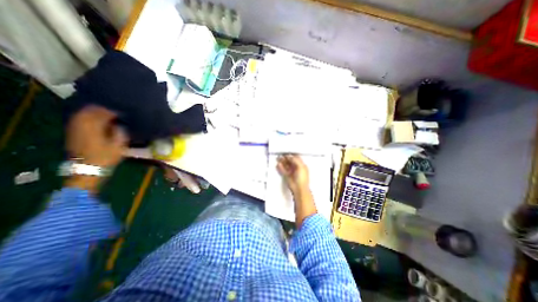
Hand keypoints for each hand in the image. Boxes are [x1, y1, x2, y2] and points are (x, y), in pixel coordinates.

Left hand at [65, 104, 125, 167]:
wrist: (87, 169)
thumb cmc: (106, 157)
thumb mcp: (119, 146)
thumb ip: (120, 133)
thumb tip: (121, 124)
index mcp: (94, 128)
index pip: (103, 114)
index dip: (113, 111)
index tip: (122, 112)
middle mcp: (82, 126)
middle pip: (90, 111)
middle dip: (102, 109)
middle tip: (114, 110)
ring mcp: (75, 129)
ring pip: (82, 114)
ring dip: (93, 112)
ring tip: (104, 112)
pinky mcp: (73, 133)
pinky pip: (78, 120)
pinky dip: (86, 117)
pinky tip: (94, 119)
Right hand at [279, 155, 308, 195]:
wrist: (299, 189)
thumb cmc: (302, 178)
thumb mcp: (300, 166)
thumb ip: (295, 160)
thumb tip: (290, 156)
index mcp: (301, 165)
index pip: (296, 158)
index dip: (291, 155)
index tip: (286, 152)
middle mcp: (297, 168)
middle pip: (290, 161)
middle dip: (285, 158)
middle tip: (281, 155)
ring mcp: (292, 172)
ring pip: (286, 165)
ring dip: (282, 162)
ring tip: (278, 158)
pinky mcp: (287, 176)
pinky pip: (283, 170)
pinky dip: (280, 167)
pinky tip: (278, 165)